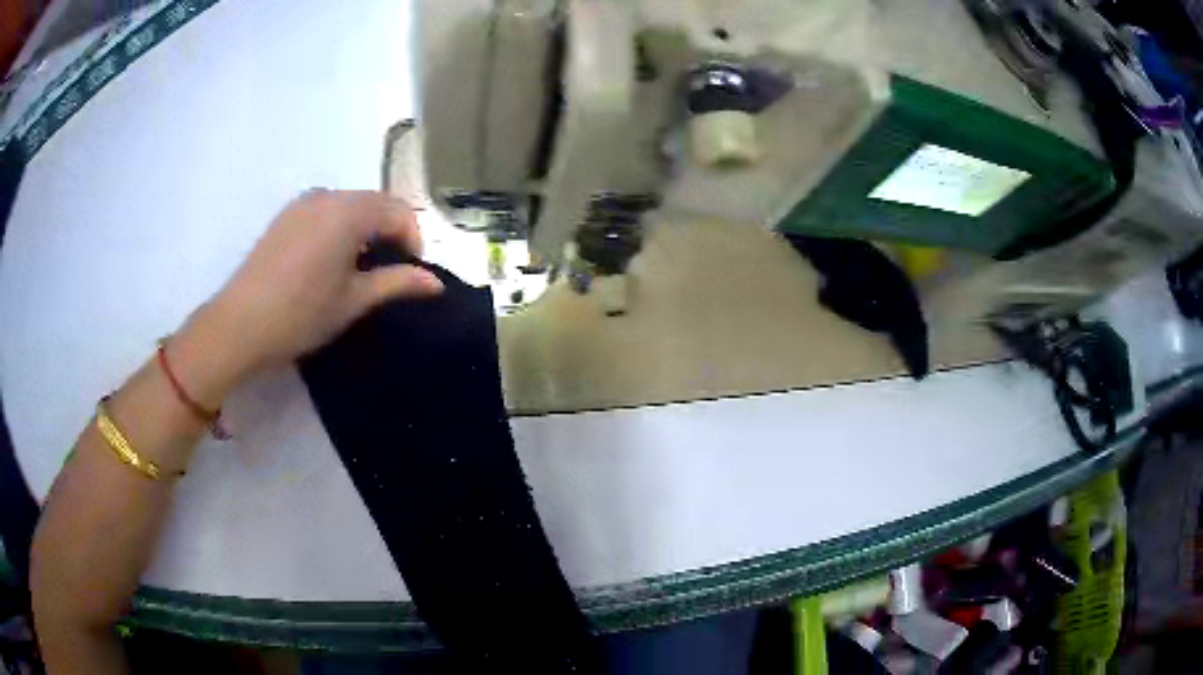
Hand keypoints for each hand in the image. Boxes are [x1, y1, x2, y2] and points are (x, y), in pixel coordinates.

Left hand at [172, 190, 443, 403]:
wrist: (239, 325)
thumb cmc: (301, 314)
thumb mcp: (354, 301)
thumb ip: (397, 283)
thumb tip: (435, 282)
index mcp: (349, 211)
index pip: (398, 211)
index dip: (413, 240)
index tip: (411, 273)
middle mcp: (328, 196)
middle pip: (374, 203)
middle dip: (390, 231)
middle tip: (389, 271)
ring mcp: (302, 203)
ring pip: (349, 205)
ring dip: (365, 228)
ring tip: (359, 267)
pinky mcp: (285, 216)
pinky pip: (325, 210)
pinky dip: (339, 227)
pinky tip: (329, 260)